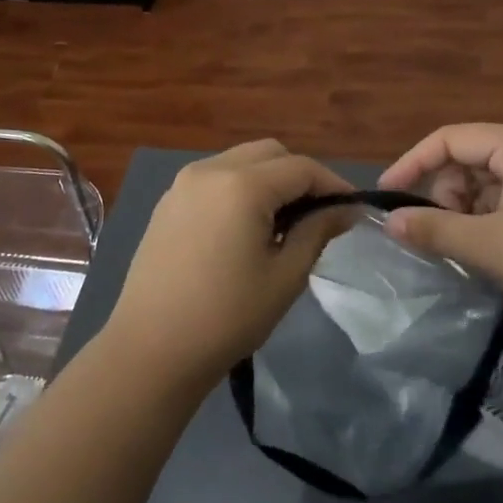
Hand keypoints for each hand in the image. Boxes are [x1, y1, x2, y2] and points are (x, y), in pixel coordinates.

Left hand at [104, 141, 356, 388]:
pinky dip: (239, 188)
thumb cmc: (227, 317)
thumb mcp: (285, 276)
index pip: (301, 167)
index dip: (332, 184)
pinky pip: (215, 178)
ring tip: (283, 223)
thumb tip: (344, 209)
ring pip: (240, 160)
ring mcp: (183, 183)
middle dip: (299, 175)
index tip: (351, 210)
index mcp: (242, 185)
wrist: (150, 349)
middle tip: (317, 215)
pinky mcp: (168, 202)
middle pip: (269, 153)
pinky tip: (245, 228)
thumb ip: (317, 231)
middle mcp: (210, 170)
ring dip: (268, 179)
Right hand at [379, 125, 502, 330]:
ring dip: (467, 212)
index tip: (387, 196)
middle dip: (444, 194)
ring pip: (488, 183)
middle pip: (468, 160)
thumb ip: (435, 230)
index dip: (411, 164)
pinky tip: (494, 253)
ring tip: (469, 250)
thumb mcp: (491, 245)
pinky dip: (491, 221)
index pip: (448, 139)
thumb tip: (389, 223)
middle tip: (439, 234)